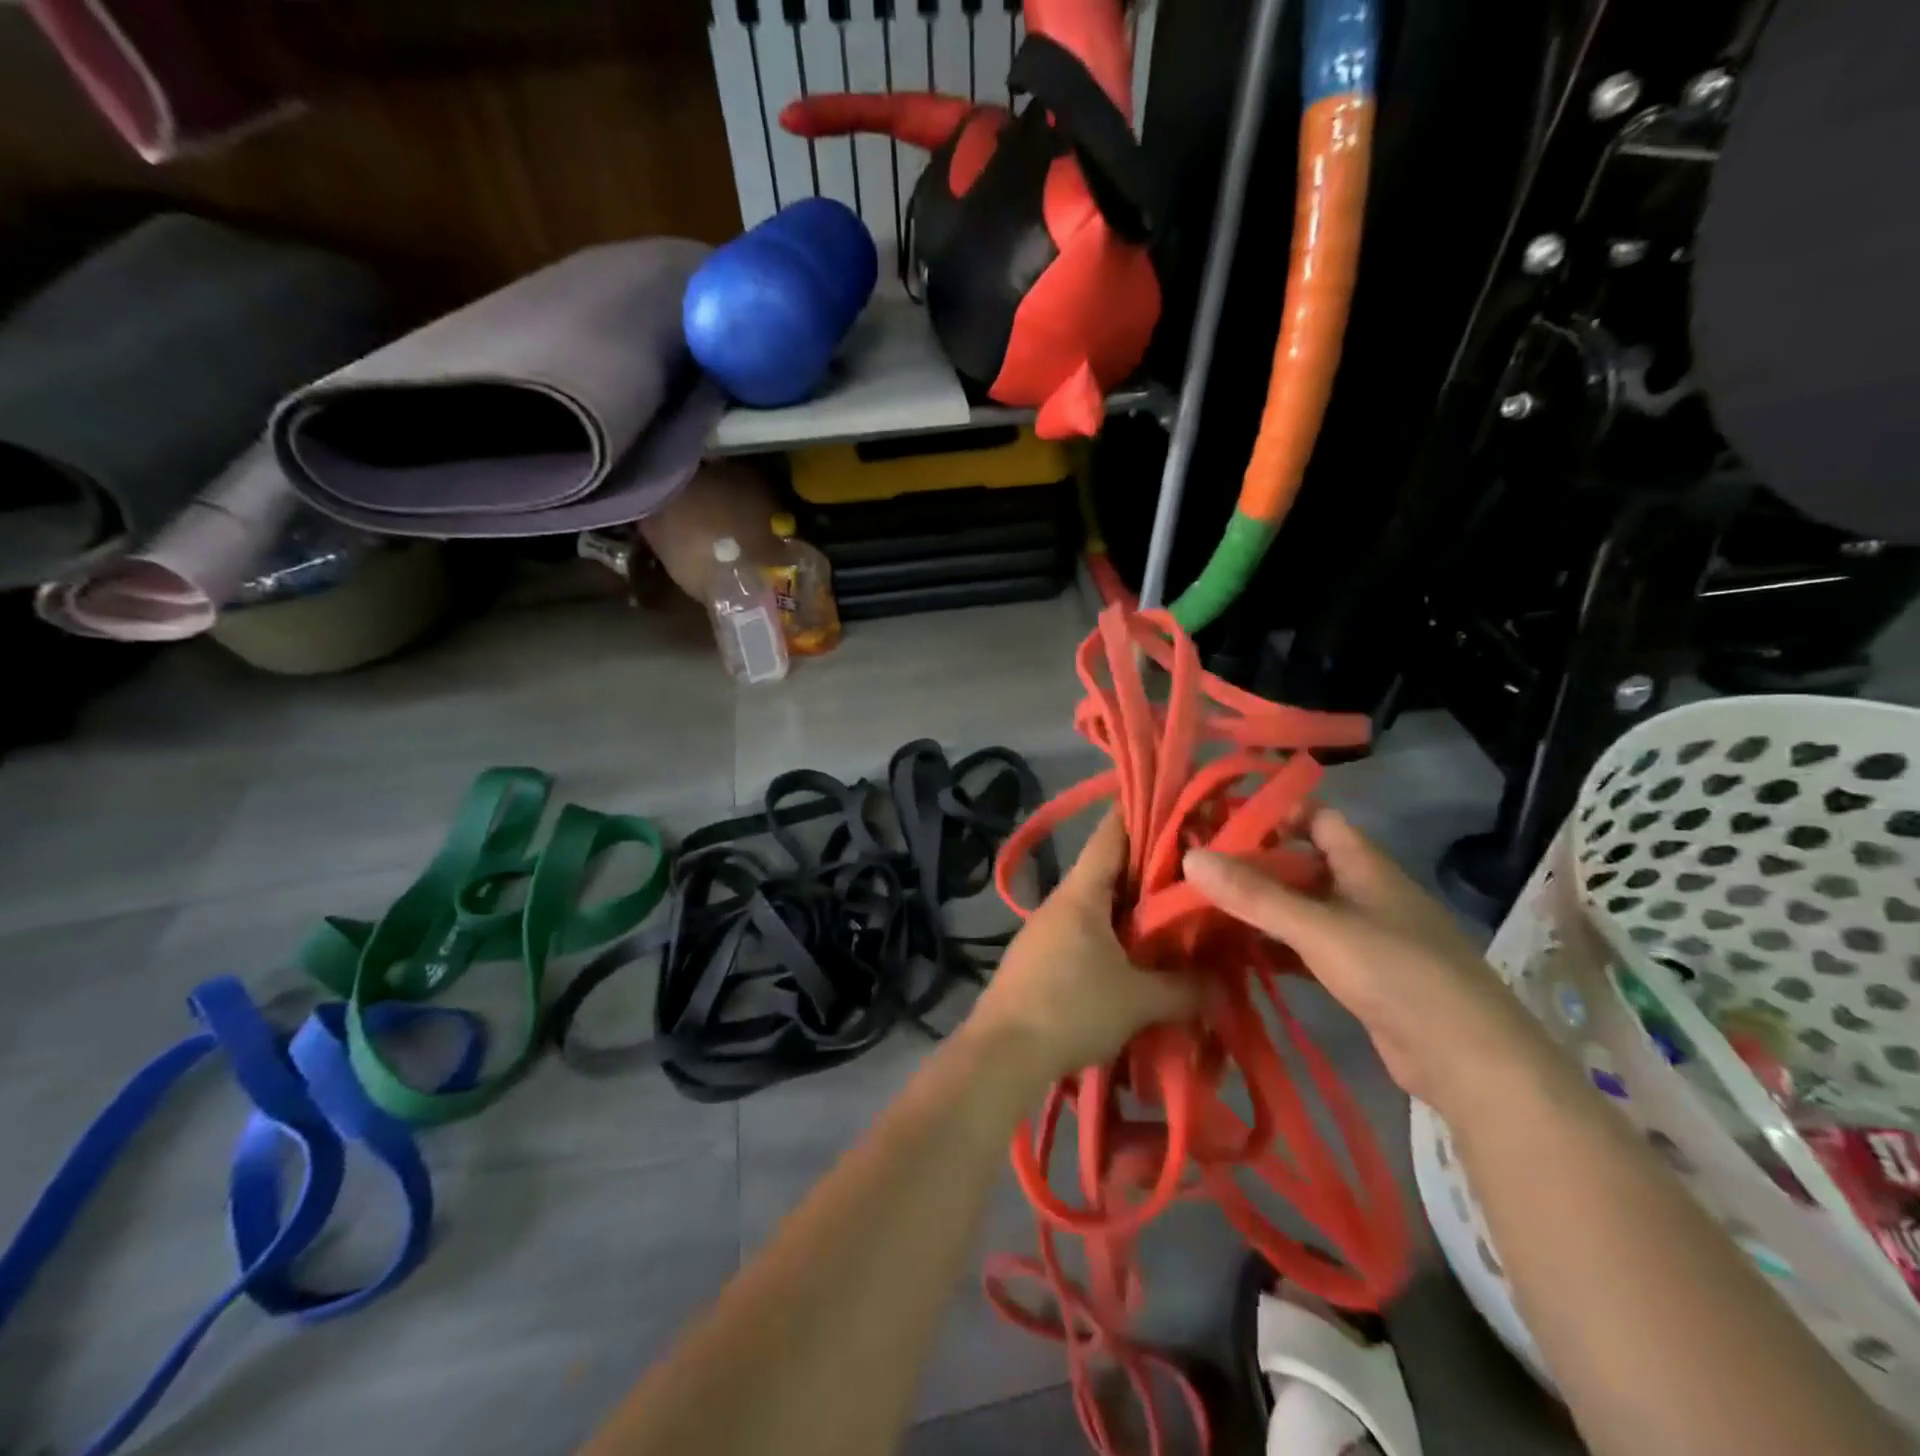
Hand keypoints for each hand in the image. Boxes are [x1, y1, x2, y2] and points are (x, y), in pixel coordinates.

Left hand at [966, 812, 1197, 1085]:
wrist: (1000, 1053)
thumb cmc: (1070, 1009)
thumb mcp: (1138, 1001)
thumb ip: (1185, 989)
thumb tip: (1222, 984)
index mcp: (1082, 892)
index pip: (1112, 833)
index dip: (1142, 812)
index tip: (1178, 805)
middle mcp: (1062, 900)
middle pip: (1110, 868)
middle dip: (1151, 869)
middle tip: (1196, 871)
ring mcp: (1046, 928)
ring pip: (1098, 903)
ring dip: (1133, 908)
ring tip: (1175, 917)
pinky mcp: (1040, 957)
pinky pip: (1086, 932)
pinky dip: (1114, 935)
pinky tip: (1138, 957)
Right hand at [1182, 810, 1552, 1113]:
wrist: (1471, 1063)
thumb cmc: (1398, 974)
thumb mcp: (1319, 928)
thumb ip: (1255, 895)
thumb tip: (1190, 856)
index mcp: (1365, 866)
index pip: (1317, 818)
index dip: (1275, 813)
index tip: (1220, 822)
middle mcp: (1364, 892)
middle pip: (1302, 863)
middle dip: (1254, 864)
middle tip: (1198, 868)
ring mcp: (1363, 936)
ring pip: (1302, 907)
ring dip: (1261, 907)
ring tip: (1204, 906)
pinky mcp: (1360, 976)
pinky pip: (1307, 946)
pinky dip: (1275, 945)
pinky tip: (1237, 953)